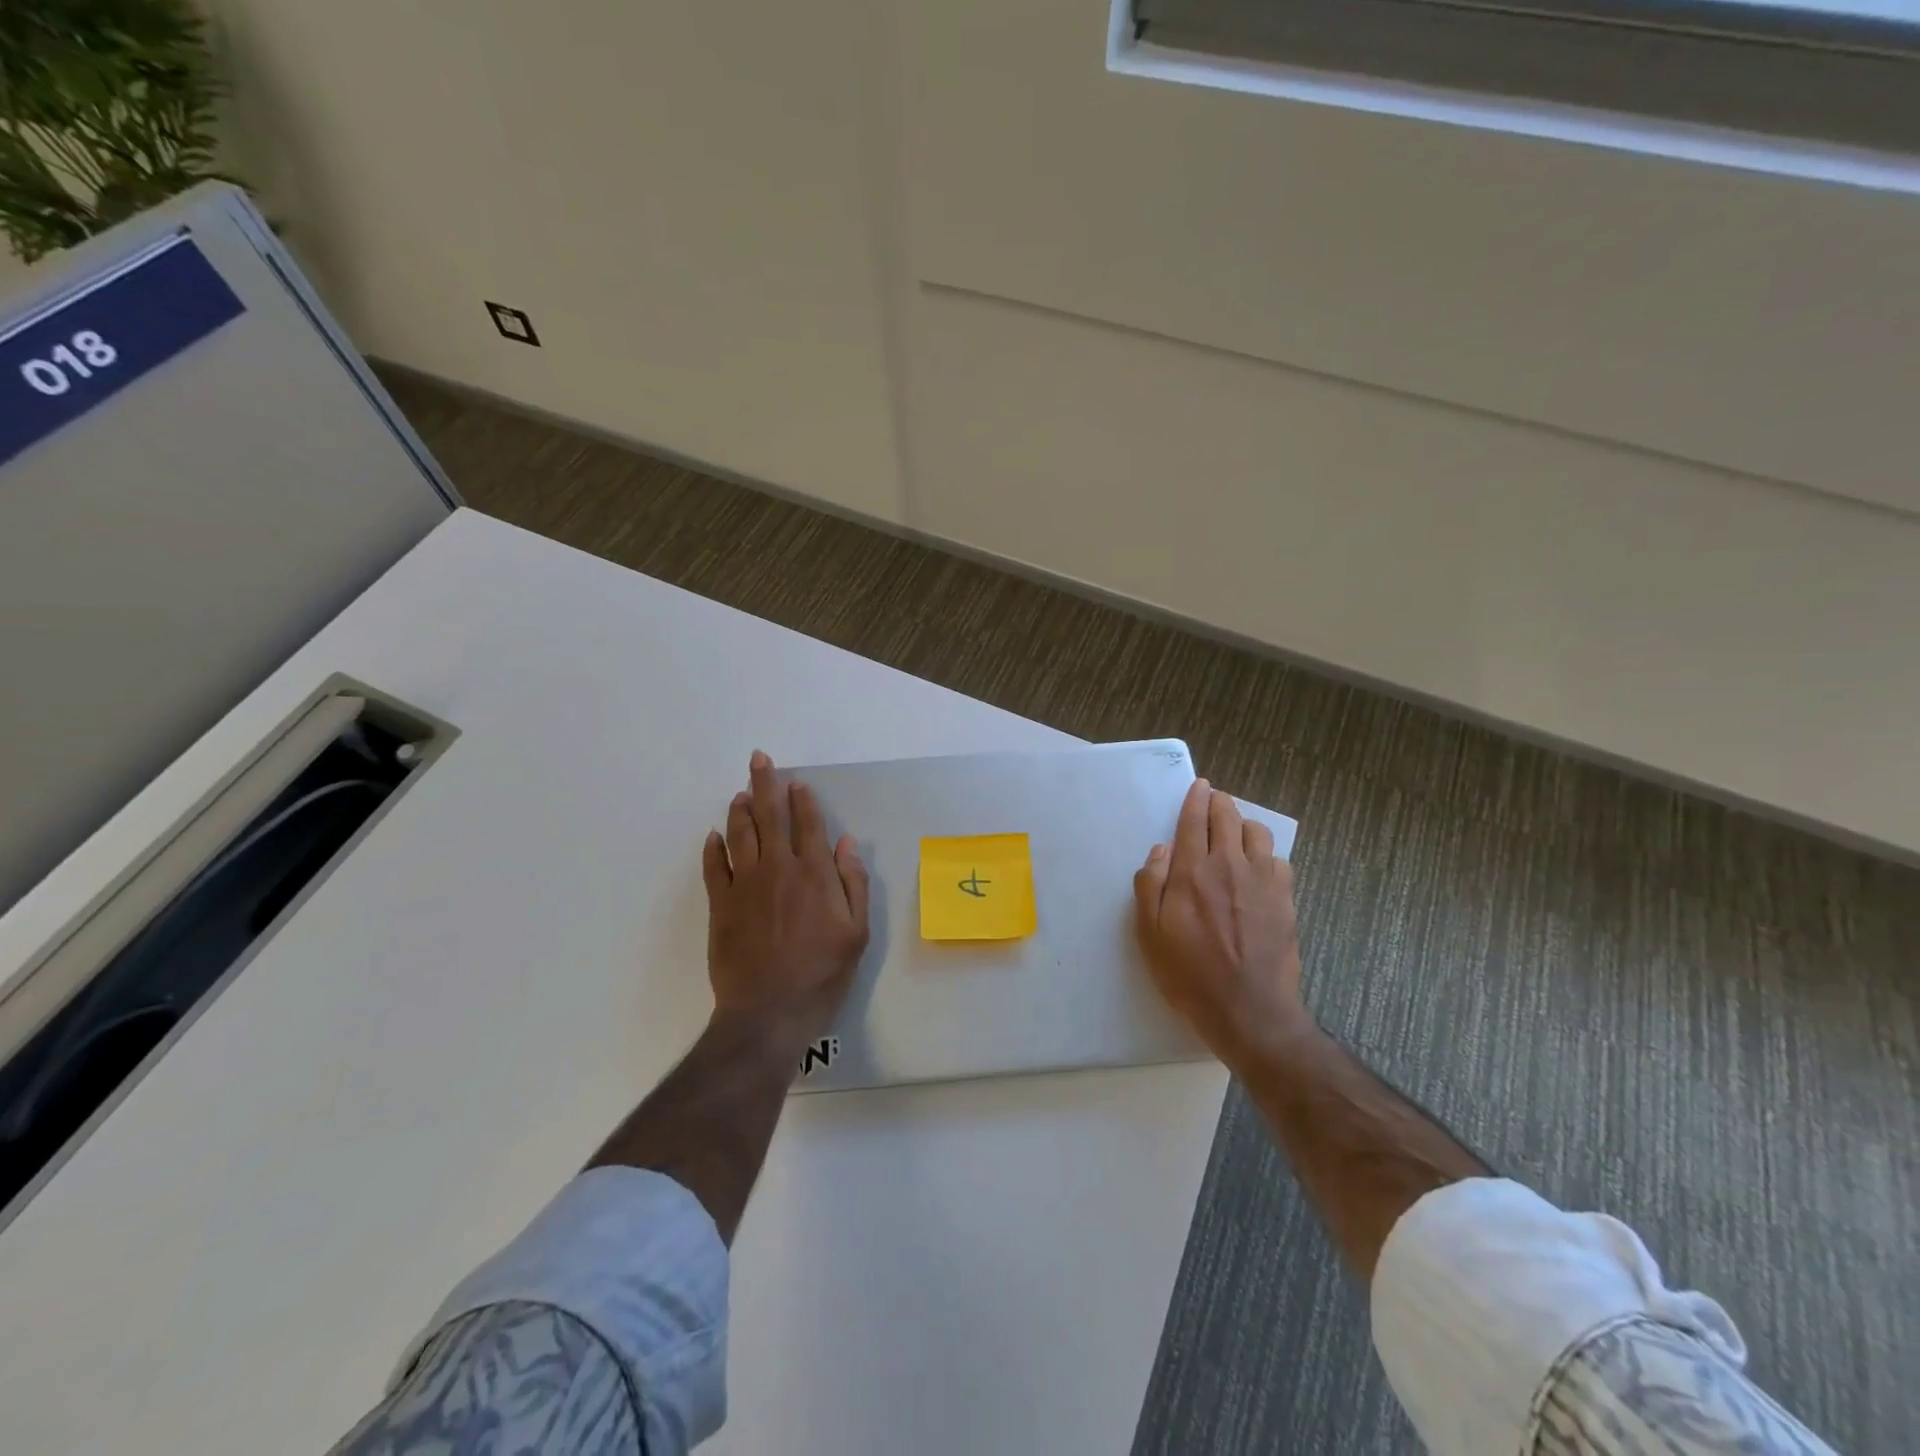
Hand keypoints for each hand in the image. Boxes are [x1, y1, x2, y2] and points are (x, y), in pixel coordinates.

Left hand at [702, 751, 870, 1051]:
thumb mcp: (856, 932)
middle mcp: (778, 869)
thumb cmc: (822, 973)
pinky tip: (713, 836)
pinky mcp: (720, 905)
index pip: (808, 824)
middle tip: (759, 759)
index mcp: (814, 874)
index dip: (803, 800)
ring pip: (740, 834)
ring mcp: (745, 885)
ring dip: (740, 809)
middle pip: (770, 816)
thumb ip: (853, 883)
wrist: (769, 1012)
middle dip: (766, 784)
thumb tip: (846, 843)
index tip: (797, 783)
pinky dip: (713, 848)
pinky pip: (713, 868)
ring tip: (741, 792)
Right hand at [1134, 778, 1312, 1072]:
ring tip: (1235, 833)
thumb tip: (1160, 850)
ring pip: (1257, 832)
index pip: (1194, 820)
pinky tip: (1258, 868)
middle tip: (1213, 801)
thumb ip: (1150, 886)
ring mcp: (1263, 880)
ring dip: (1243, 824)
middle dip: (1219, 802)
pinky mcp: (1286, 898)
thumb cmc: (1189, 974)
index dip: (1195, 798)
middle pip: (1227, 816)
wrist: (1249, 1010)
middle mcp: (1229, 865)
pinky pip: (1278, 860)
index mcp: (1192, 871)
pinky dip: (1266, 855)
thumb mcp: (1150, 934)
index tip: (1199, 785)